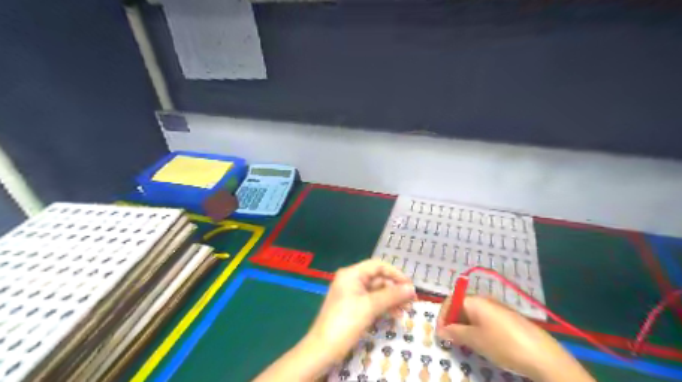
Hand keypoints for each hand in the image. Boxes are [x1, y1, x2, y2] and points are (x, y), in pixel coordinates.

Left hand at [305, 260, 415, 363]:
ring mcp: (351, 294)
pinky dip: (383, 306)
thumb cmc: (346, 322)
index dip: (395, 274)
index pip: (377, 266)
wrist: (323, 349)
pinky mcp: (353, 307)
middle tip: (411, 301)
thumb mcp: (370, 307)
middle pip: (378, 279)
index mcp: (352, 274)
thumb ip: (392, 295)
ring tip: (405, 310)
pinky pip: (371, 302)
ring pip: (376, 291)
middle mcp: (351, 280)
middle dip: (395, 289)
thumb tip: (411, 288)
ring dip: (391, 299)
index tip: (410, 286)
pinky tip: (395, 315)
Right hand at [437, 295, 591, 381]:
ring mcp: (499, 309)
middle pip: (462, 306)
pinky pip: (486, 320)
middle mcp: (485, 300)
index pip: (451, 300)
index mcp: (475, 300)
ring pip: (474, 314)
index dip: (442, 315)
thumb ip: (455, 333)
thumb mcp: (475, 340)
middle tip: (451, 340)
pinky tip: (484, 343)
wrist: (543, 356)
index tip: (440, 333)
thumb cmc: (503, 344)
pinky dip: (478, 329)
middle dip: (453, 321)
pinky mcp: (509, 319)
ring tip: (466, 344)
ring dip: (465, 326)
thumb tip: (441, 330)